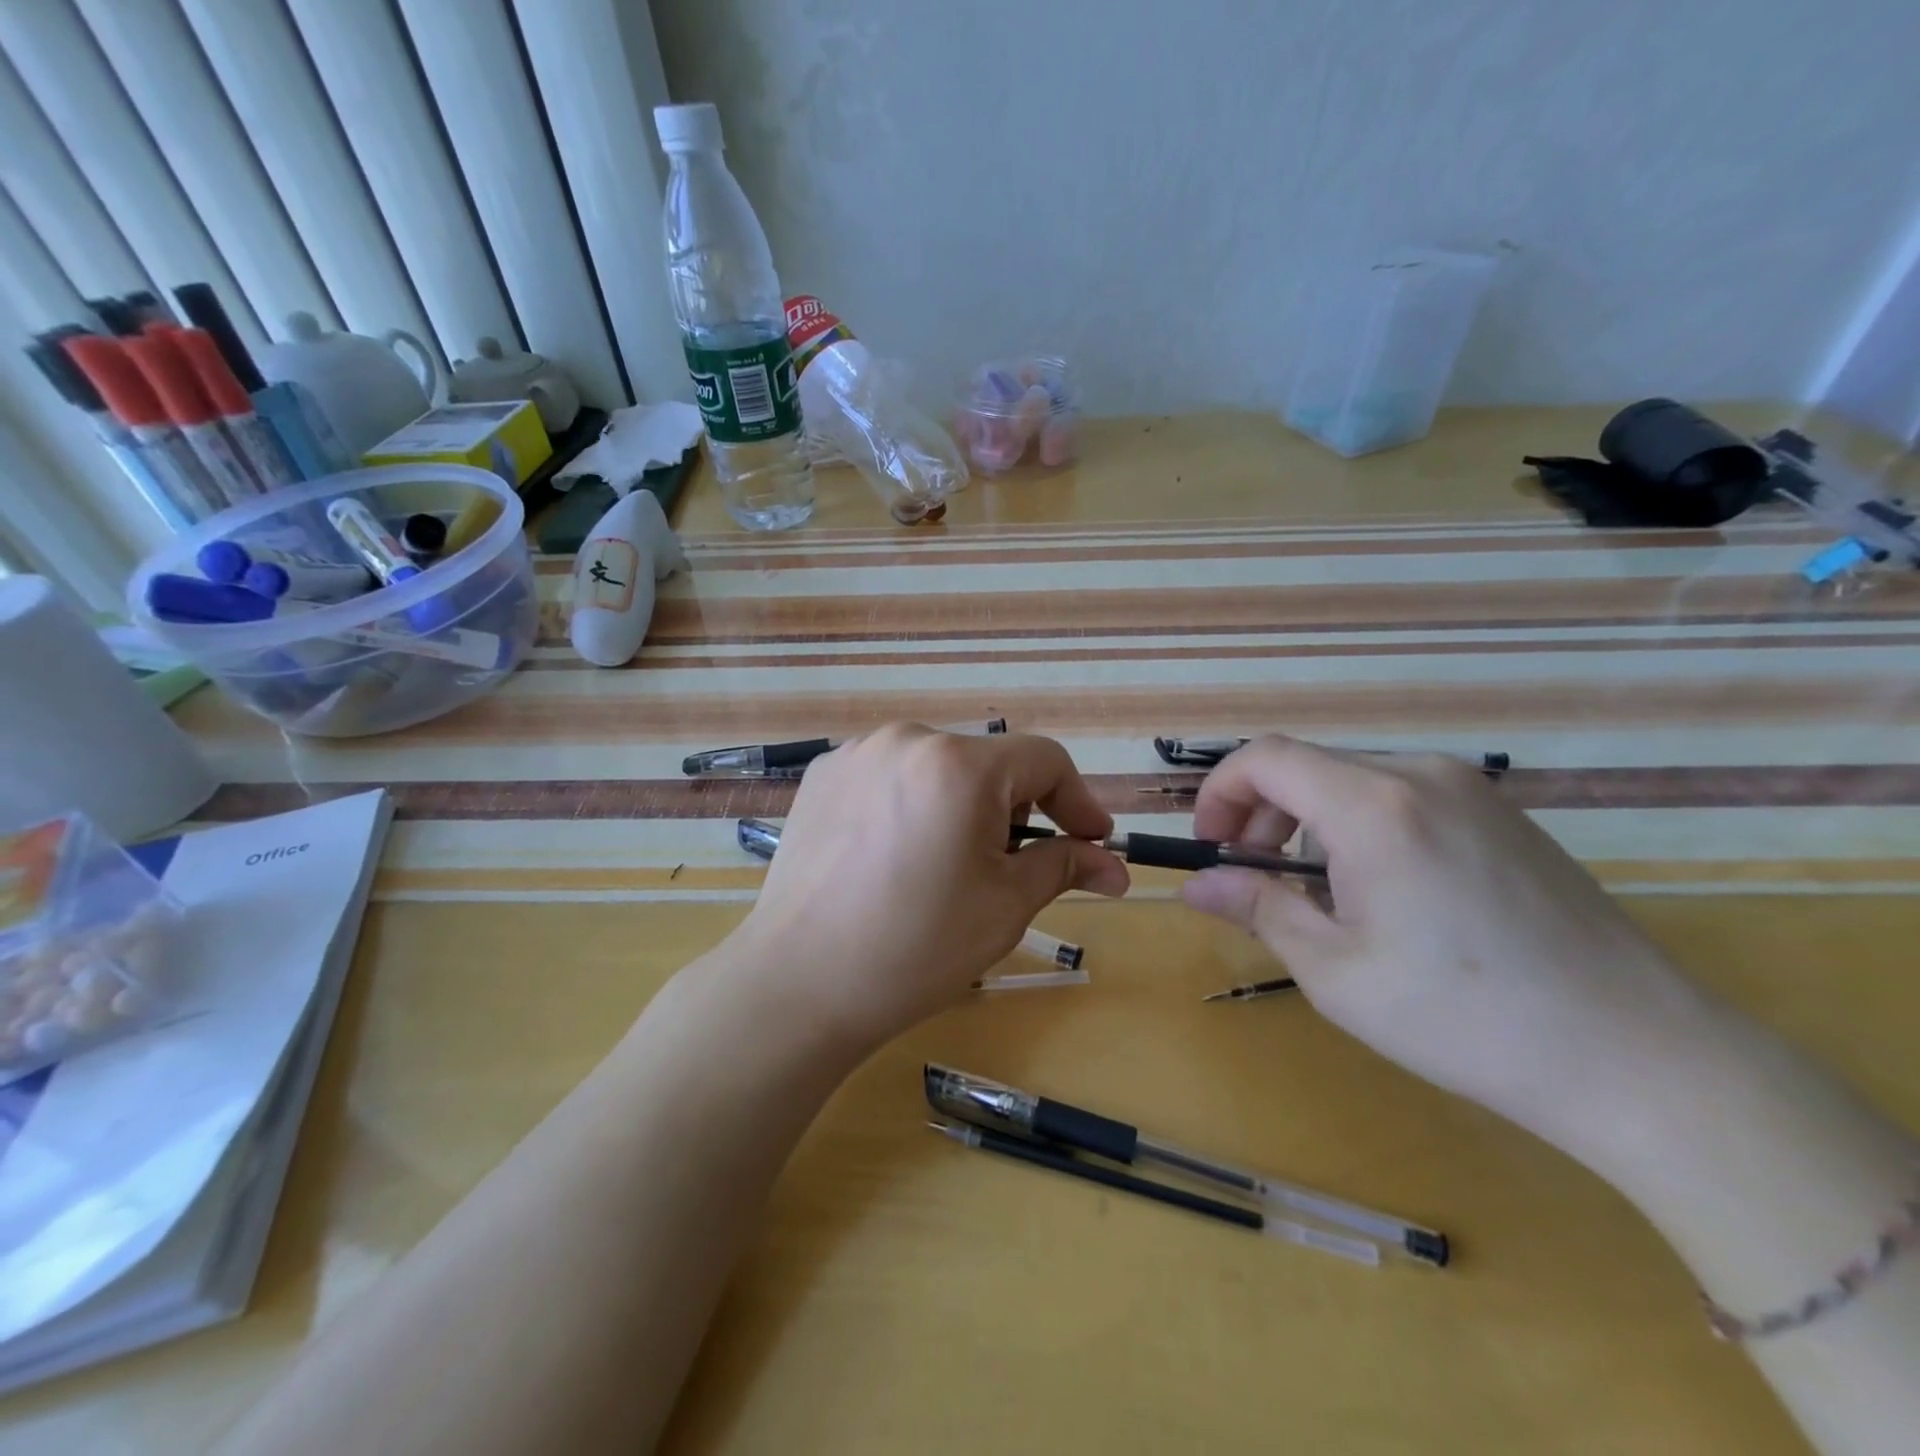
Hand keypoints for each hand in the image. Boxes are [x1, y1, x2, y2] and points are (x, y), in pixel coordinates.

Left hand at [731, 724, 1128, 1051]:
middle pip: (987, 764)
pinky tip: (894, 858)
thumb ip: (1064, 866)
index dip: (1078, 801)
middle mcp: (906, 739)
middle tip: (1014, 868)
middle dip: (1015, 810)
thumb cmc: (917, 947)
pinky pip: (889, 778)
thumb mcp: (1006, 906)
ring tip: (947, 866)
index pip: (1044, 760)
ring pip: (935, 770)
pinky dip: (910, 806)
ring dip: (959, 807)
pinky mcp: (821, 777)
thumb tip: (1114, 865)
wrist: (799, 983)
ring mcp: (856, 754)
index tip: (1092, 843)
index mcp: (959, 764)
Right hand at [1180, 737, 1727, 1149]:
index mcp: (1375, 807)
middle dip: (1260, 812)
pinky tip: (1381, 890)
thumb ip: (1258, 909)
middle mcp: (1421, 776)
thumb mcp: (1336, 972)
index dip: (1219, 792)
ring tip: (1316, 891)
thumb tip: (1195, 885)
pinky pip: (1402, 796)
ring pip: (1352, 779)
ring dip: (1309, 820)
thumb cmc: (1466, 1018)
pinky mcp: (1502, 814)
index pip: (1264, 757)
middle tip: (1254, 876)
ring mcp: (1471, 790)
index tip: (1211, 847)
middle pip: (1307, 765)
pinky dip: (1359, 824)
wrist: (1640, 1057)